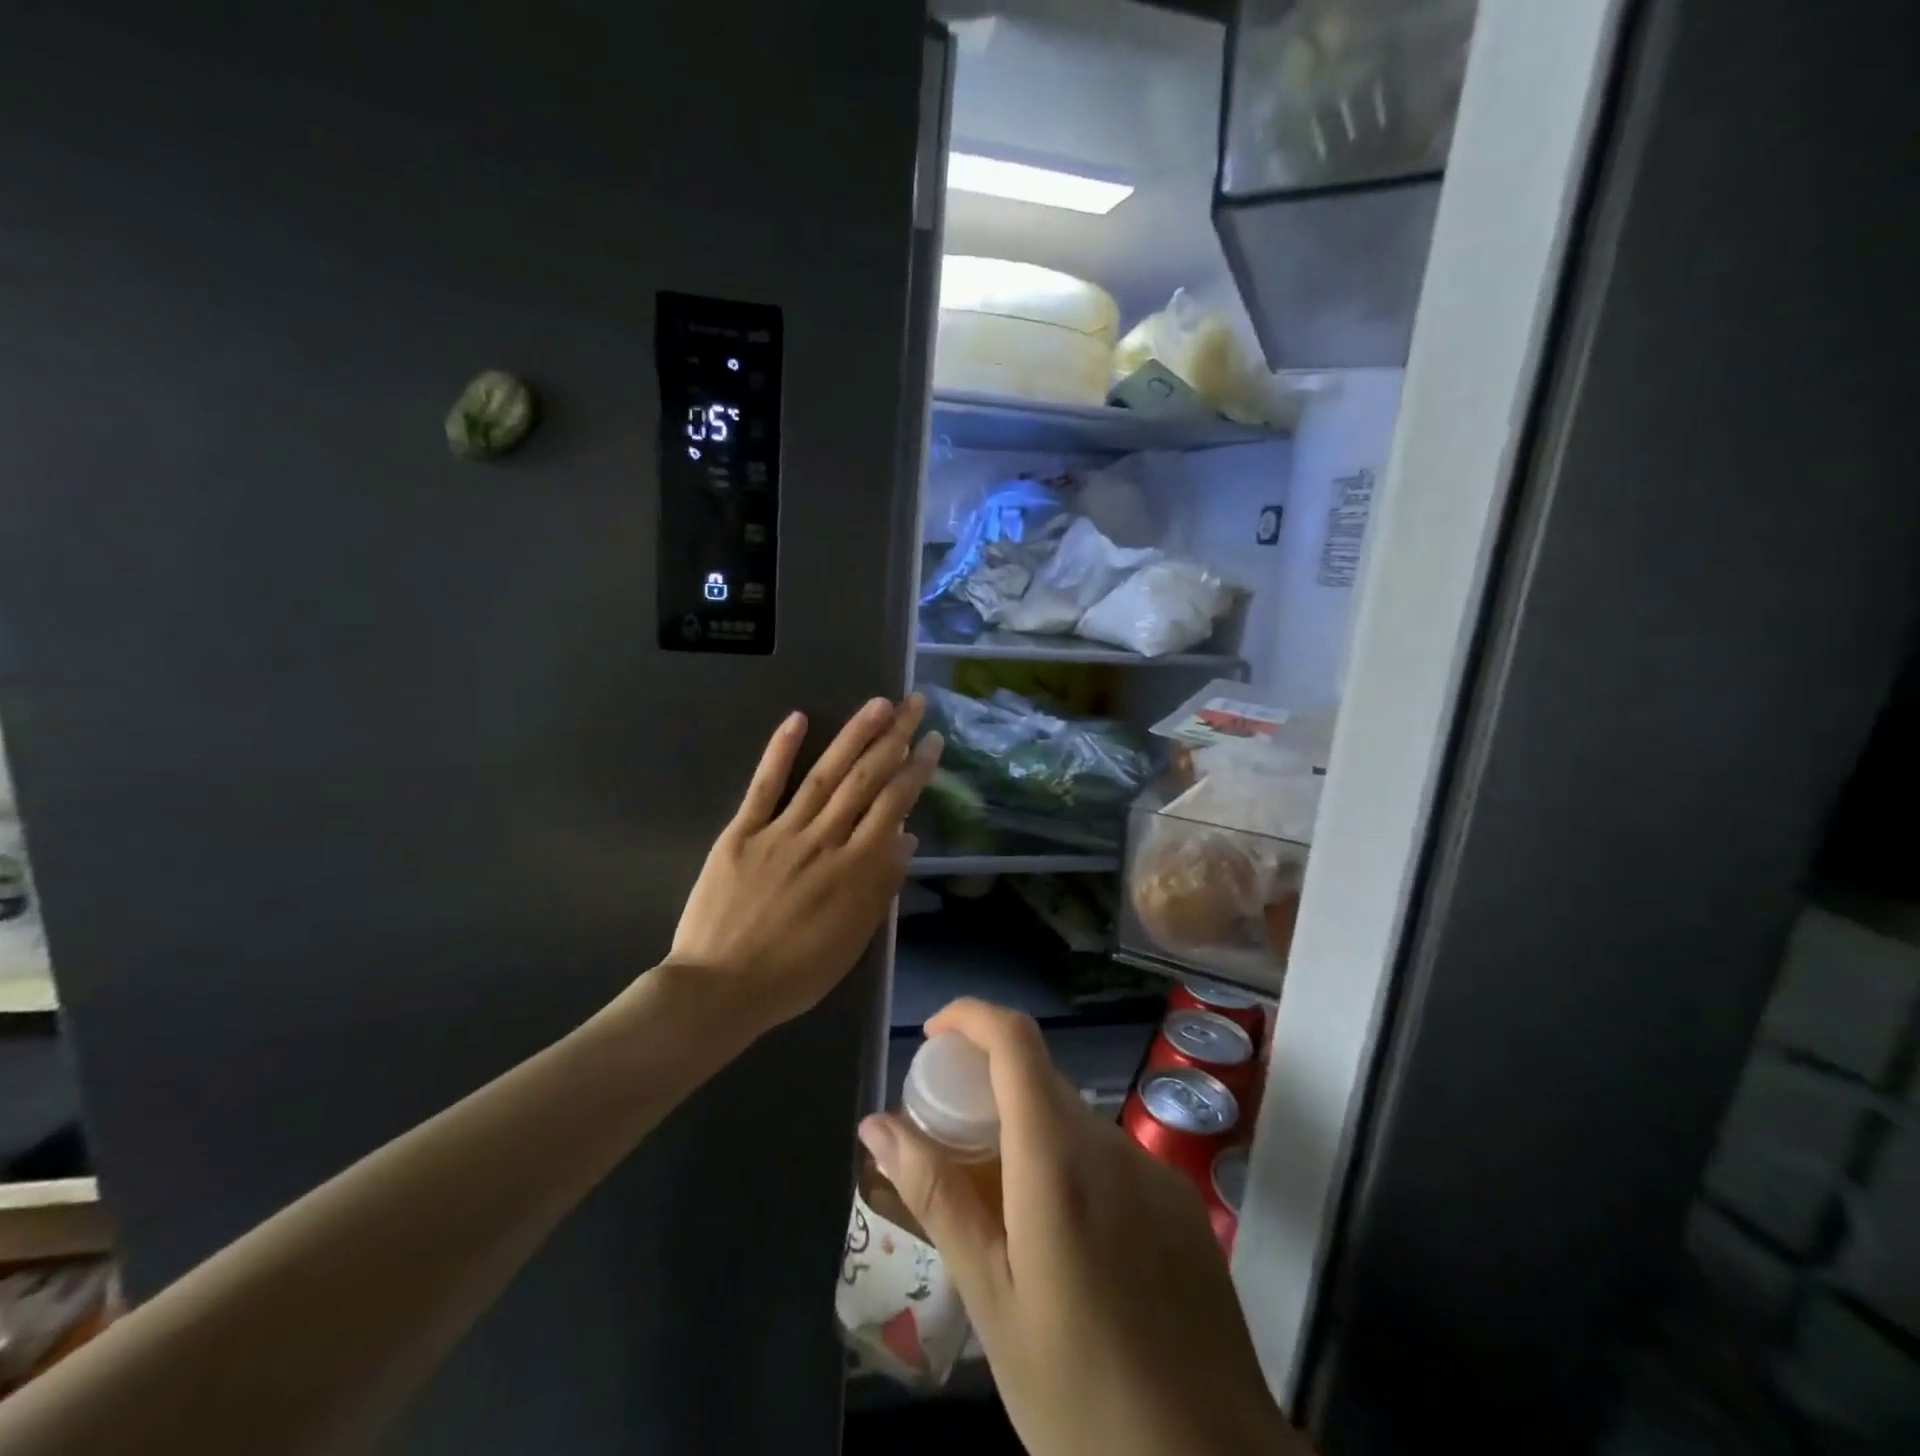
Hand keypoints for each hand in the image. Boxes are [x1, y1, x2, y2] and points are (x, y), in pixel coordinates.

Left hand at [669, 696, 941, 1038]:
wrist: (721, 988)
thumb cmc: (795, 974)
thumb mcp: (853, 940)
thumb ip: (881, 886)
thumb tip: (907, 838)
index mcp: (855, 870)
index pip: (894, 806)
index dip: (916, 770)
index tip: (932, 741)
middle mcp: (824, 840)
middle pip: (865, 780)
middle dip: (894, 738)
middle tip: (914, 703)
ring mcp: (781, 832)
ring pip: (825, 774)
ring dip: (853, 735)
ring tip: (877, 703)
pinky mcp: (742, 833)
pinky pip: (764, 786)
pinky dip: (781, 751)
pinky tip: (799, 719)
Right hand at [858, 1000, 1299, 1455]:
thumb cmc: (1079, 1394)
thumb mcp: (991, 1297)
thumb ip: (936, 1196)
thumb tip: (877, 1124)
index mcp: (1057, 1156)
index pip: (1015, 1039)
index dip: (971, 1016)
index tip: (934, 1037)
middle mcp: (1111, 1144)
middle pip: (1041, 1079)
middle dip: (989, 1087)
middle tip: (950, 1143)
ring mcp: (1154, 1171)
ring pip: (1075, 1122)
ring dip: (1031, 1136)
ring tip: (1000, 1209)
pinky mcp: (1180, 1203)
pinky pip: (1112, 1159)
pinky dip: (1073, 1168)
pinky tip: (1067, 1246)